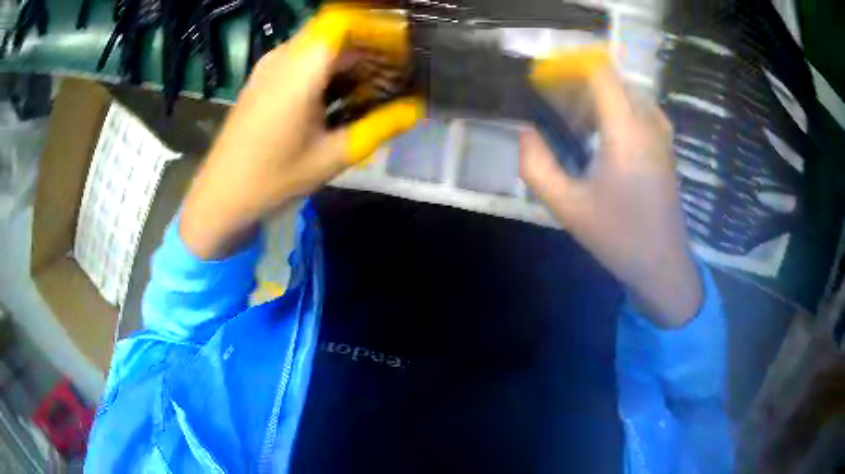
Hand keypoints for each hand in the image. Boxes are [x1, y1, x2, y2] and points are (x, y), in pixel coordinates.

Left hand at [181, 7, 422, 258]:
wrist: (220, 197)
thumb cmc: (273, 179)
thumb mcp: (333, 156)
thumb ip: (380, 127)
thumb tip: (416, 109)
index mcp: (300, 70)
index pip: (344, 20)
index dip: (377, 26)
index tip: (403, 48)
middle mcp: (283, 57)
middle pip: (335, 29)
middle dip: (369, 44)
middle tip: (395, 72)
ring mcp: (269, 66)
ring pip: (319, 42)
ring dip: (349, 56)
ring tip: (372, 85)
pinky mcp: (263, 78)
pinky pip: (302, 57)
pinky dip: (328, 66)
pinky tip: (339, 95)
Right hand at [520, 69, 700, 327]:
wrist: (663, 265)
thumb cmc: (618, 236)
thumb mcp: (567, 207)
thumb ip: (536, 166)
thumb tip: (525, 133)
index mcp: (625, 131)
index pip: (600, 73)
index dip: (569, 66)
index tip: (543, 78)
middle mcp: (648, 123)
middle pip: (612, 79)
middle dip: (579, 83)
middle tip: (554, 104)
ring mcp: (661, 134)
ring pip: (627, 93)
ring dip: (599, 97)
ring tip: (575, 121)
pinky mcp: (666, 147)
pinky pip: (640, 109)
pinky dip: (618, 108)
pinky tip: (604, 134)